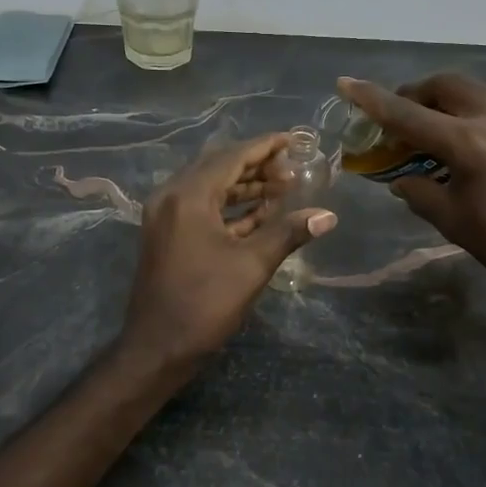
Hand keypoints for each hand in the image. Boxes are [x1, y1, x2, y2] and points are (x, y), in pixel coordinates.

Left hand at [121, 133, 337, 364]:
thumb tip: (328, 216)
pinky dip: (228, 207)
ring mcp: (165, 217)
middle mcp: (171, 197)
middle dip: (256, 166)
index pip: (231, 158)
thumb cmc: (204, 303)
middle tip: (291, 169)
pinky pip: (200, 208)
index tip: (292, 139)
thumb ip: (288, 233)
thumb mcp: (252, 266)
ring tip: (281, 188)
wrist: (157, 347)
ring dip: (244, 187)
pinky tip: (258, 212)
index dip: (264, 147)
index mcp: (188, 196)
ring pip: (209, 189)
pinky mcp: (166, 236)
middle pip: (218, 168)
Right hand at [337, 73, 485, 310]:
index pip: (406, 113)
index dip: (371, 99)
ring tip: (439, 133)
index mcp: (466, 141)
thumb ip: (420, 193)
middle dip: (416, 93)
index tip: (345, 83)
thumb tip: (402, 179)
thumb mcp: (455, 223)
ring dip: (448, 103)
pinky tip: (482, 149)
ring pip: (476, 93)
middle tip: (401, 116)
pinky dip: (478, 117)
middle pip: (445, 85)